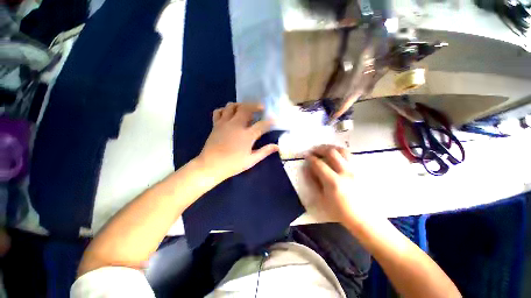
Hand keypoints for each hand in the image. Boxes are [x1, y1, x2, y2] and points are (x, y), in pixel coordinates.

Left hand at [197, 102, 278, 181]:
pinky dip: (225, 110)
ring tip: (246, 109)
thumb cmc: (232, 164)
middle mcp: (236, 125)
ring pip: (232, 106)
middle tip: (261, 107)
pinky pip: (219, 111)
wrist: (210, 166)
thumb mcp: (251, 160)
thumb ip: (265, 151)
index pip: (262, 125)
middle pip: (246, 108)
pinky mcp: (216, 124)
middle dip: (255, 105)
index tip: (276, 119)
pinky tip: (229, 114)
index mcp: (247, 135)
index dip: (271, 121)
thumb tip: (277, 146)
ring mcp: (224, 123)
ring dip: (241, 105)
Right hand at [304, 145, 376, 225]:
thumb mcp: (322, 199)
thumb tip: (307, 168)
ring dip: (331, 147)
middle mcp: (346, 172)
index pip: (319, 164)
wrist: (365, 218)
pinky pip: (350, 155)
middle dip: (319, 149)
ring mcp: (355, 170)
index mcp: (334, 182)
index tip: (306, 156)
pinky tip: (335, 155)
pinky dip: (340, 151)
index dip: (310, 158)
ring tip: (324, 149)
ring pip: (343, 150)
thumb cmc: (341, 211)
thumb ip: (313, 182)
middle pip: (331, 152)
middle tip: (313, 150)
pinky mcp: (361, 170)